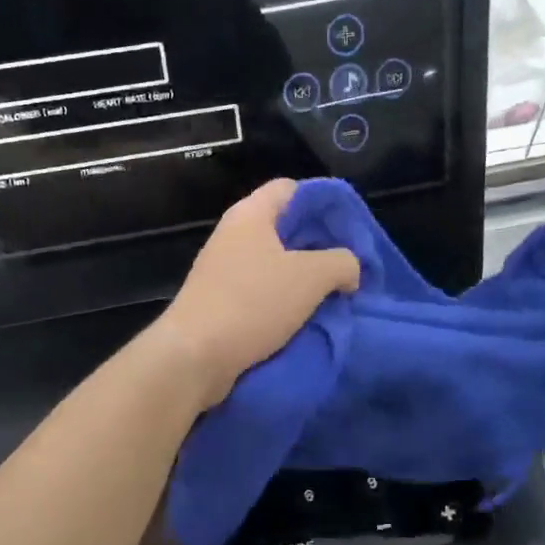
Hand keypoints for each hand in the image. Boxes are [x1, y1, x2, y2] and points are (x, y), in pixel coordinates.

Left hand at [152, 179, 360, 409]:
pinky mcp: (219, 301)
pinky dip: (283, 302)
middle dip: (318, 246)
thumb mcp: (312, 277)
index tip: (348, 229)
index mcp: (250, 214)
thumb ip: (342, 262)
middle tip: (347, 268)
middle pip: (284, 228)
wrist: (195, 356)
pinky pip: (260, 292)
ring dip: (303, 280)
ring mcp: (223, 270)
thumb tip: (349, 270)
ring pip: (274, 264)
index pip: (291, 188)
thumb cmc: (253, 303)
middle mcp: (233, 235)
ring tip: (332, 296)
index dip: (323, 202)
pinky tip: (304, 318)